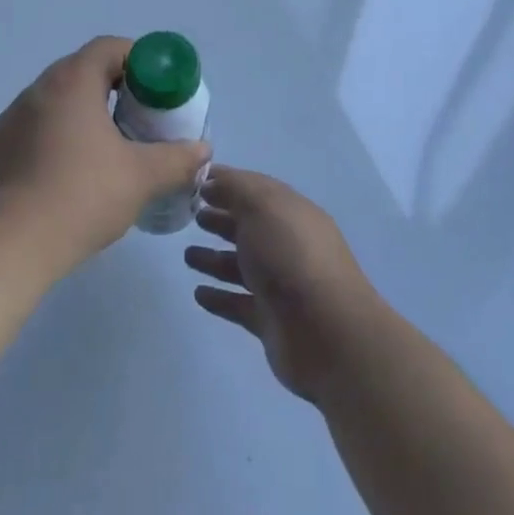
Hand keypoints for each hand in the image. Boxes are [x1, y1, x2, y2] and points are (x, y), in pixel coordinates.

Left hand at [0, 37, 210, 274]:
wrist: (6, 245)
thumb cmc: (80, 196)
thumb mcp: (141, 177)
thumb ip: (177, 159)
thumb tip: (203, 150)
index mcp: (71, 82)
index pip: (108, 48)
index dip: (139, 59)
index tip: (158, 87)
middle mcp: (37, 91)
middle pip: (82, 71)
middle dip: (116, 89)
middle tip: (141, 118)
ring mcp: (11, 120)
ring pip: (58, 102)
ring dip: (86, 114)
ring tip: (111, 148)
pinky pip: (37, 129)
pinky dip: (61, 138)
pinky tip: (74, 175)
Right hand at [185, 167, 379, 402]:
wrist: (325, 333)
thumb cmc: (290, 257)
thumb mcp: (262, 206)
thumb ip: (235, 188)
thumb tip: (212, 182)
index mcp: (292, 213)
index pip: (257, 190)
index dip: (227, 183)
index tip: (195, 182)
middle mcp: (289, 246)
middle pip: (250, 228)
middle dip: (222, 219)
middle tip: (192, 217)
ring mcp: (282, 285)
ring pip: (242, 267)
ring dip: (215, 260)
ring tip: (187, 256)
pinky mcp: (272, 321)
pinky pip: (239, 304)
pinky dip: (220, 297)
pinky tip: (198, 294)